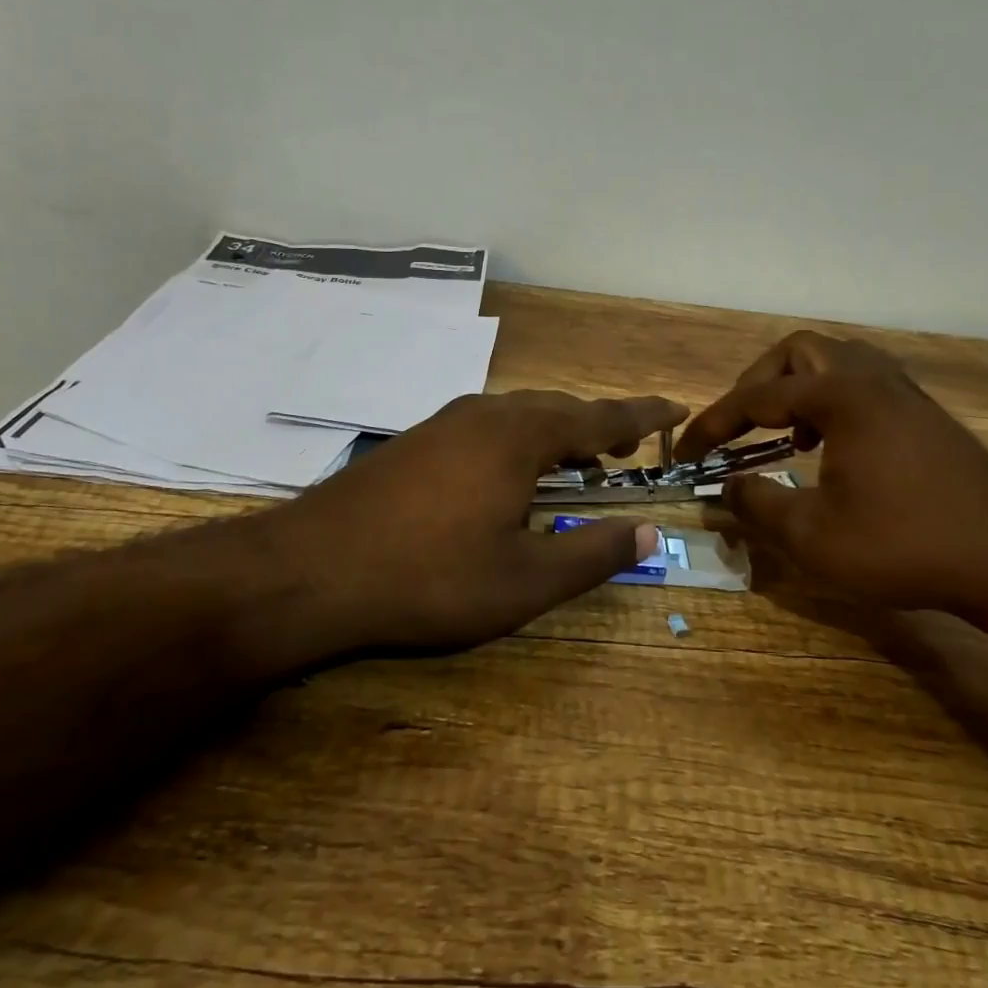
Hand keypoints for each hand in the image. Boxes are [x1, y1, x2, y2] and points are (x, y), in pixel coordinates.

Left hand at [255, 391, 685, 655]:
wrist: (310, 570)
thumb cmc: (428, 578)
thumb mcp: (523, 580)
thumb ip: (592, 553)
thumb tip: (650, 531)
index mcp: (520, 437)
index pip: (600, 417)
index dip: (642, 415)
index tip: (676, 407)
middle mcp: (486, 415)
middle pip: (559, 409)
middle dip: (599, 424)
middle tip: (629, 445)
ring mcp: (445, 424)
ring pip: (520, 415)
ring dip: (557, 431)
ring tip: (580, 458)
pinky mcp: (416, 442)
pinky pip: (488, 427)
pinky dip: (520, 440)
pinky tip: (511, 473)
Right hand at [676, 333, 987, 629]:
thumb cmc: (903, 543)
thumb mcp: (813, 536)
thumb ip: (758, 505)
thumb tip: (725, 488)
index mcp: (840, 397)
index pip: (756, 398)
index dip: (713, 425)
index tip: (686, 453)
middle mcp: (871, 379)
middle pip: (799, 352)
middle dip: (758, 384)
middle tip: (739, 426)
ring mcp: (904, 393)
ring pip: (837, 361)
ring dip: (798, 388)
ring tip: (786, 433)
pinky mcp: (925, 414)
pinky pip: (864, 382)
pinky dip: (833, 400)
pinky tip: (833, 447)